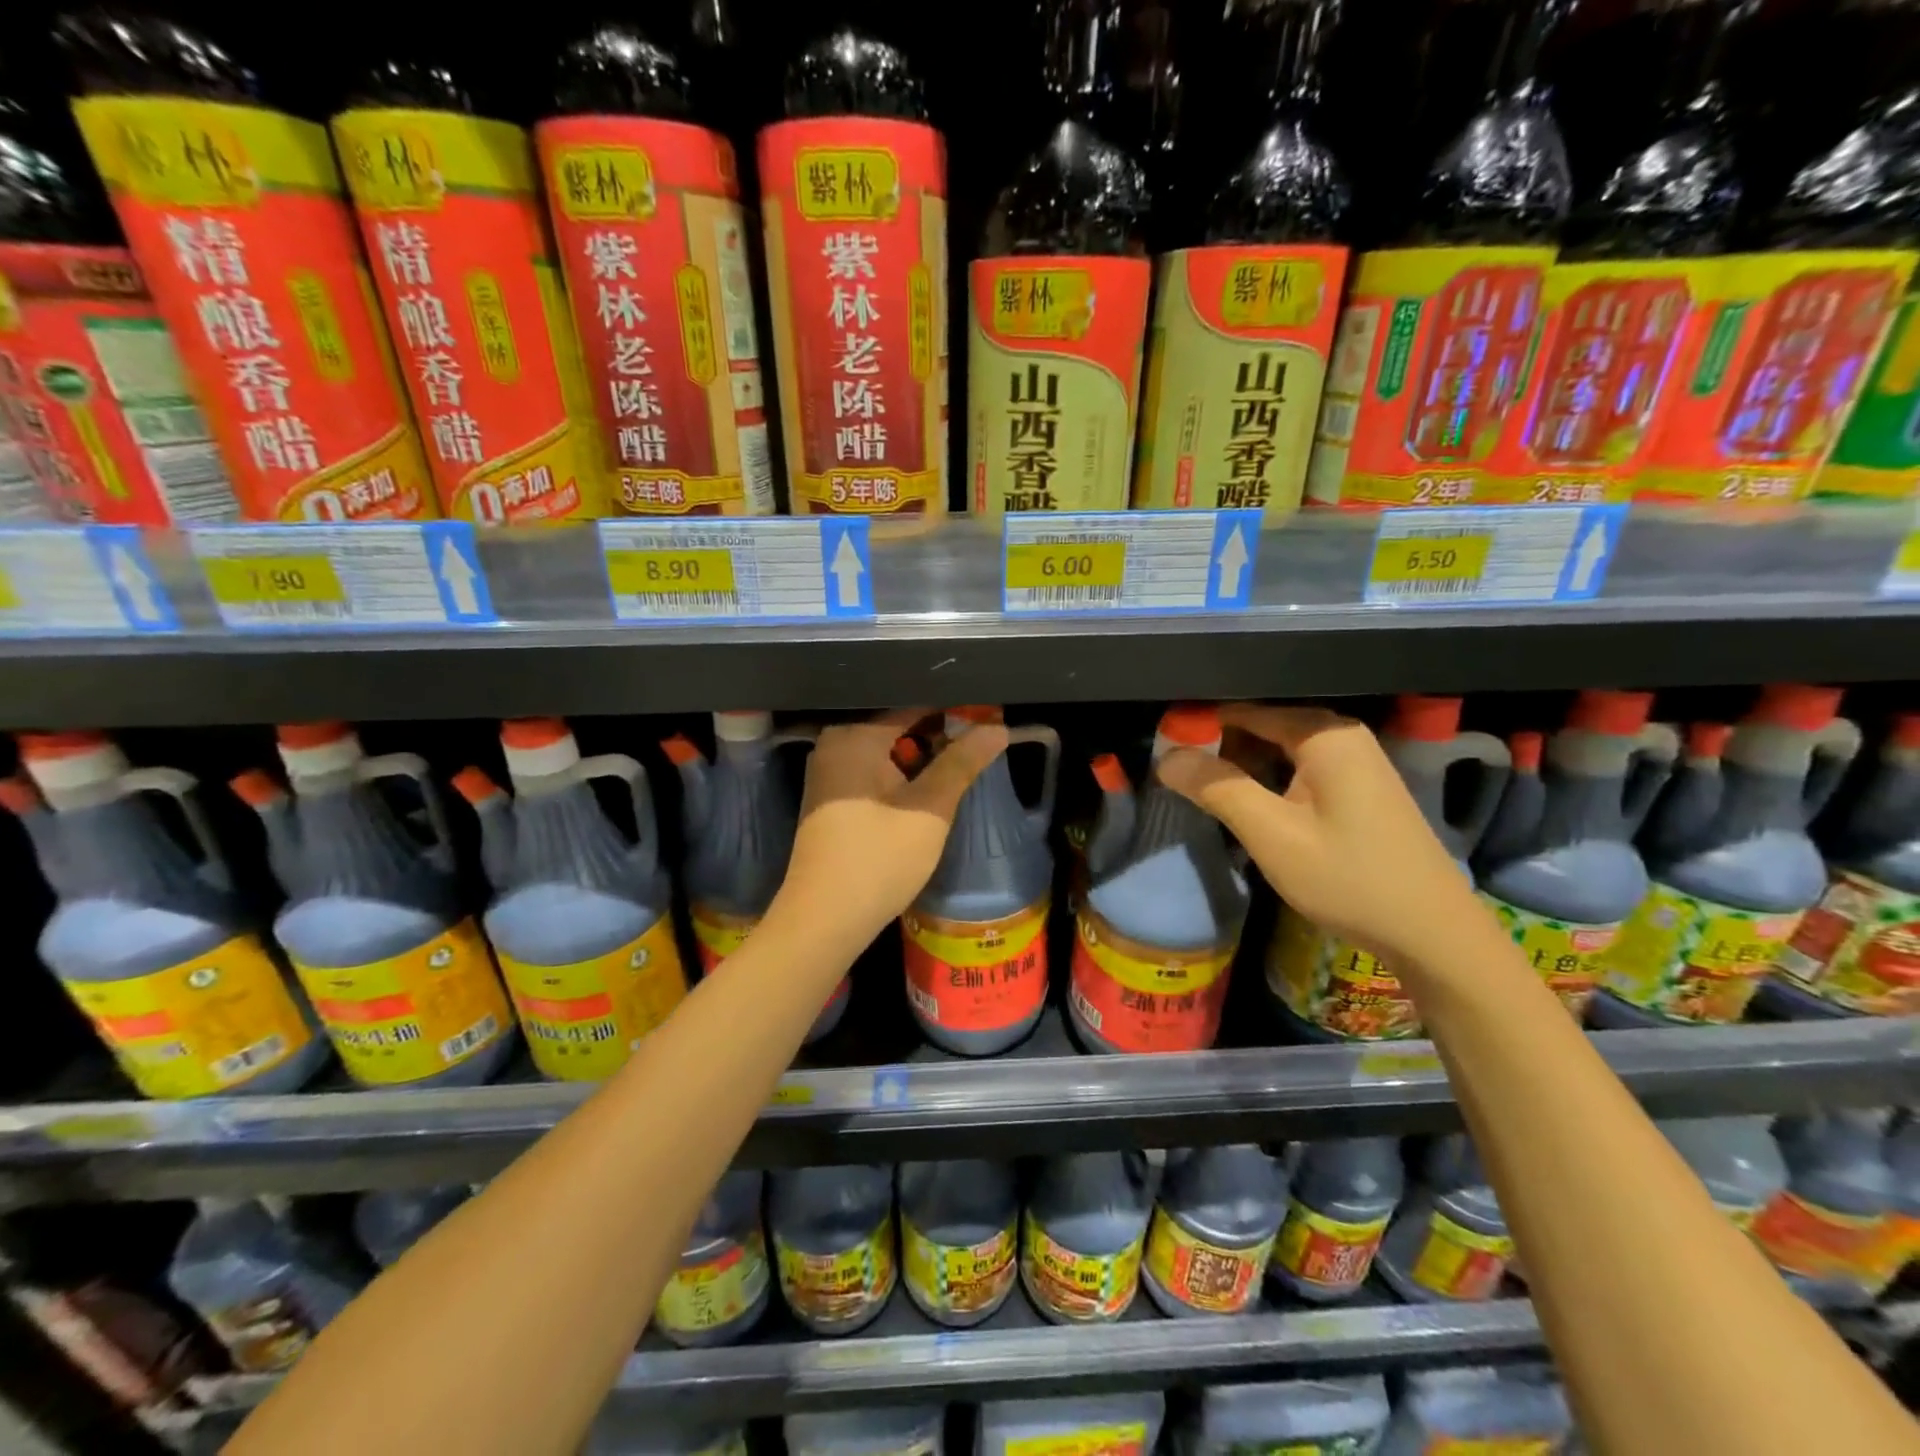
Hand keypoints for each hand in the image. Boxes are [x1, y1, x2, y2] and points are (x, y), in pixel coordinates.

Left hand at [776, 709, 1009, 948]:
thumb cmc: (878, 861)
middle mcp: (835, 744)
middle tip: (985, 736)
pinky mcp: (831, 798)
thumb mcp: (929, 810)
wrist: (823, 921)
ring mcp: (829, 772)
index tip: (991, 714)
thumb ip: (962, 763)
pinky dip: (902, 773)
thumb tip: (998, 727)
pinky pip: (873, 769)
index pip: (914, 705)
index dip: (955, 709)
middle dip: (941, 731)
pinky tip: (929, 784)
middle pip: (899, 725)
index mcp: (854, 736)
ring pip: (887, 749)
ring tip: (965, 757)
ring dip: (923, 755)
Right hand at [1157, 703, 1477, 964]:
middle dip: (1218, 749)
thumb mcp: (1272, 834)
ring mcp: (1354, 762)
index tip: (1160, 748)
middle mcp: (1341, 736)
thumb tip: (1166, 756)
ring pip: (1277, 750)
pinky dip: (1266, 783)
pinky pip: (1297, 770)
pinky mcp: (1357, 788)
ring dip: (1240, 769)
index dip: (1198, 726)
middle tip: (1176, 777)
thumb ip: (1217, 787)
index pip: (1244, 710)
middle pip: (1261, 726)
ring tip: (1201, 794)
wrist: (1432, 933)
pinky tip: (1247, 809)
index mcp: (1324, 734)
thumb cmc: (1348, 878)